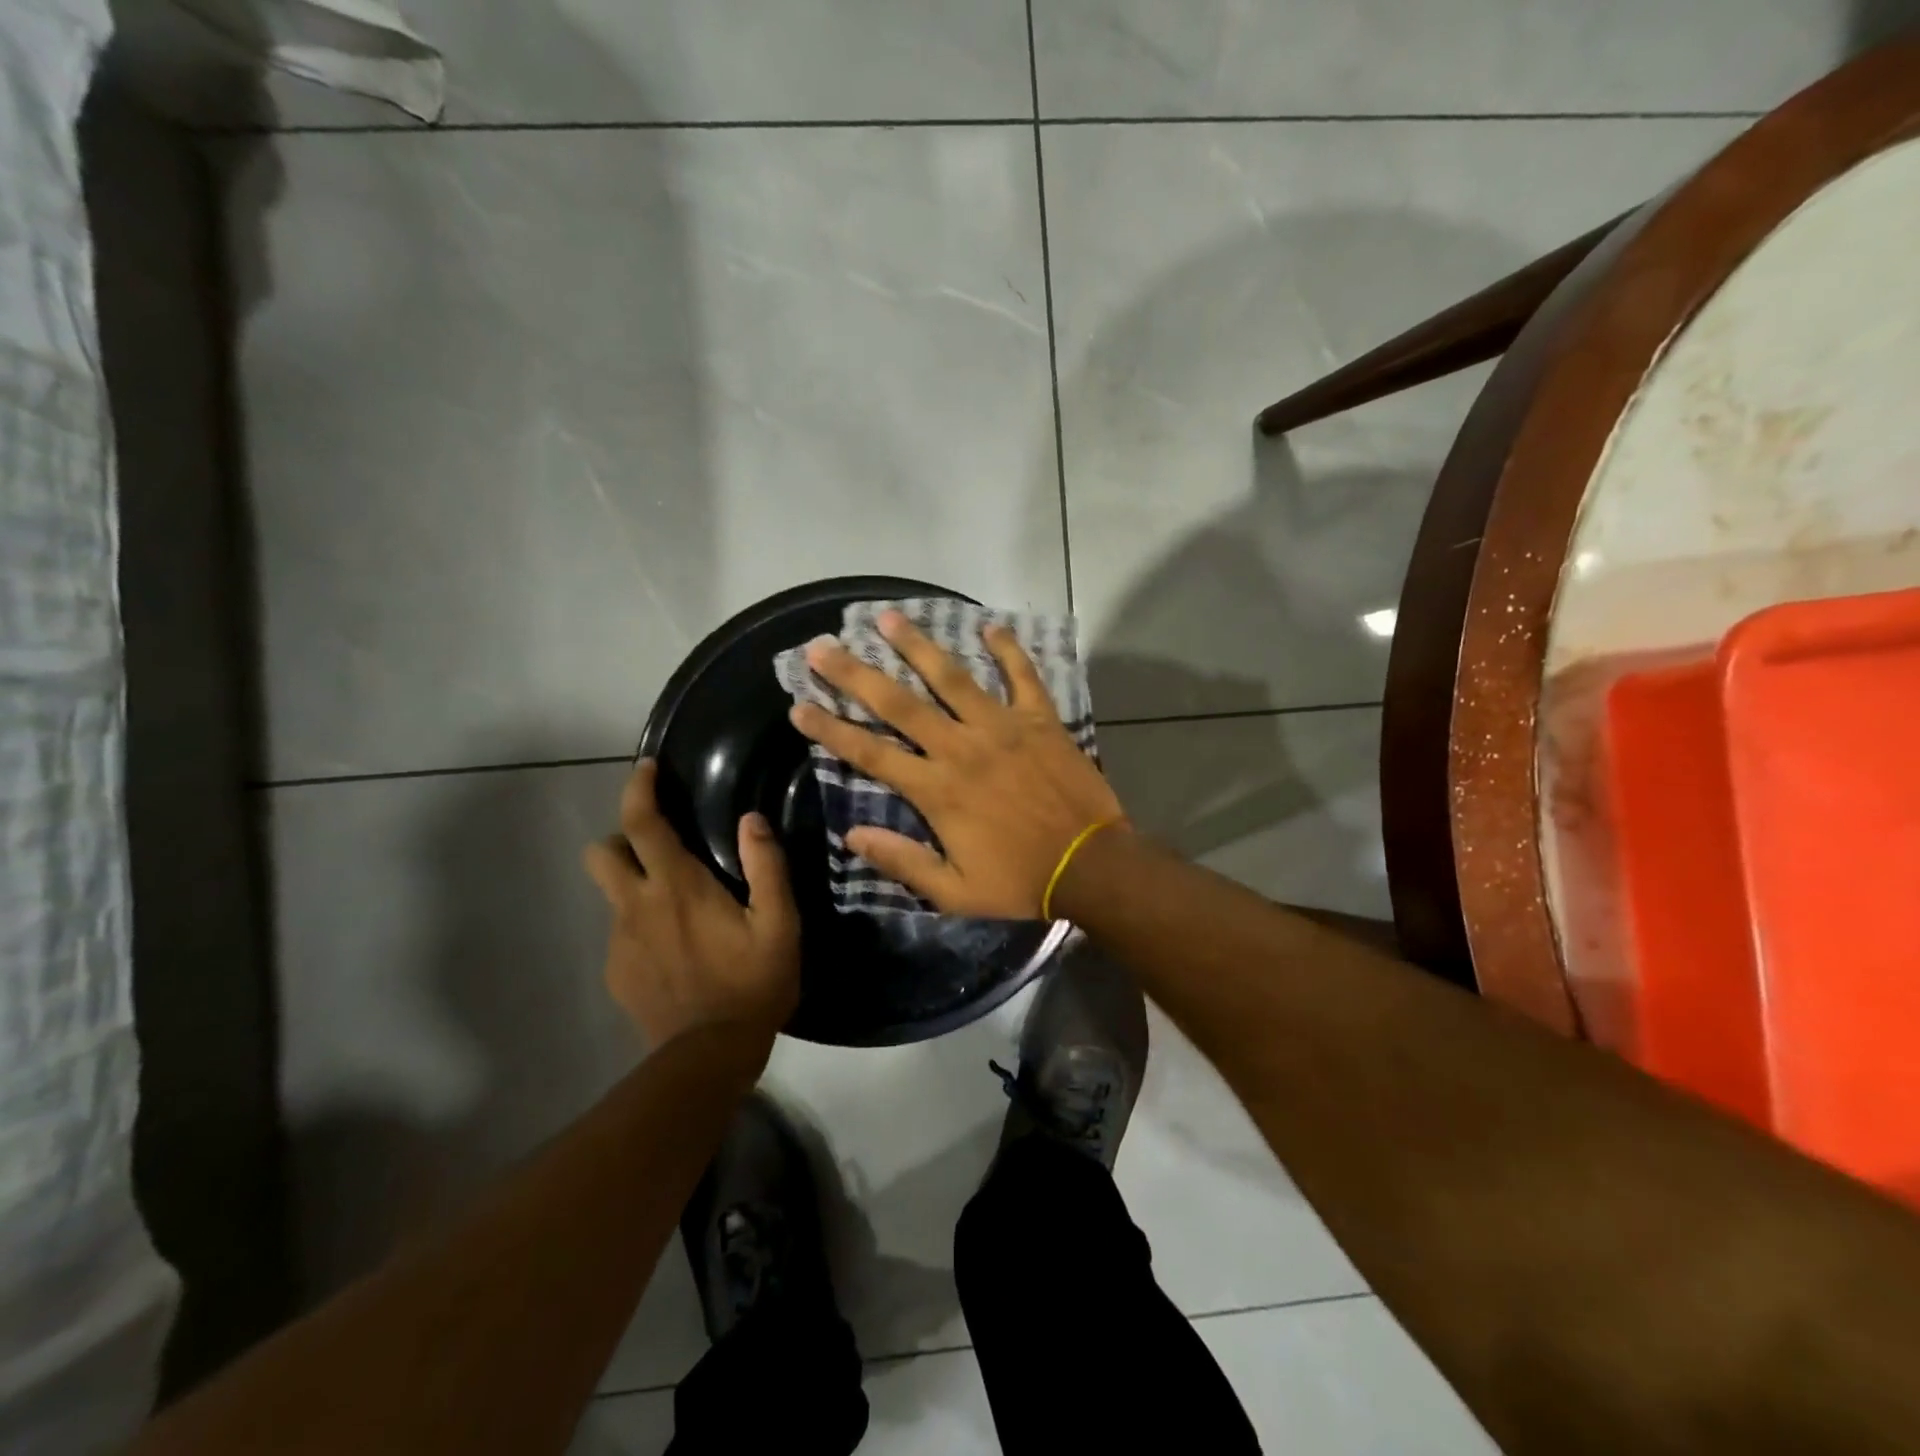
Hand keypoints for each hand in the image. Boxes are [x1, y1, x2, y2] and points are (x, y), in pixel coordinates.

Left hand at [583, 760, 800, 1049]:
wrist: (708, 1057)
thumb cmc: (753, 983)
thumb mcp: (780, 924)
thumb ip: (767, 867)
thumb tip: (751, 820)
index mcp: (678, 886)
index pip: (643, 823)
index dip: (639, 788)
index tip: (647, 768)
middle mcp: (638, 906)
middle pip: (602, 853)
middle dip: (623, 840)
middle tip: (661, 849)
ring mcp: (621, 942)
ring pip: (612, 894)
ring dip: (636, 886)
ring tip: (677, 907)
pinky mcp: (617, 973)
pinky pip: (622, 933)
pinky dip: (642, 926)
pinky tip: (675, 951)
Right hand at [788, 610, 1125, 917]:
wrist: (1090, 866)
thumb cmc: (1019, 880)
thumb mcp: (954, 891)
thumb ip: (902, 861)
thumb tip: (851, 835)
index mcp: (937, 789)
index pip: (870, 753)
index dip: (831, 729)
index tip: (799, 706)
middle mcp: (961, 747)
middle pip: (899, 703)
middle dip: (856, 674)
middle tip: (823, 646)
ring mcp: (1003, 727)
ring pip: (952, 677)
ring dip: (918, 646)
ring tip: (888, 617)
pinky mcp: (1040, 719)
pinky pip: (1022, 675)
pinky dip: (1008, 649)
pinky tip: (990, 625)